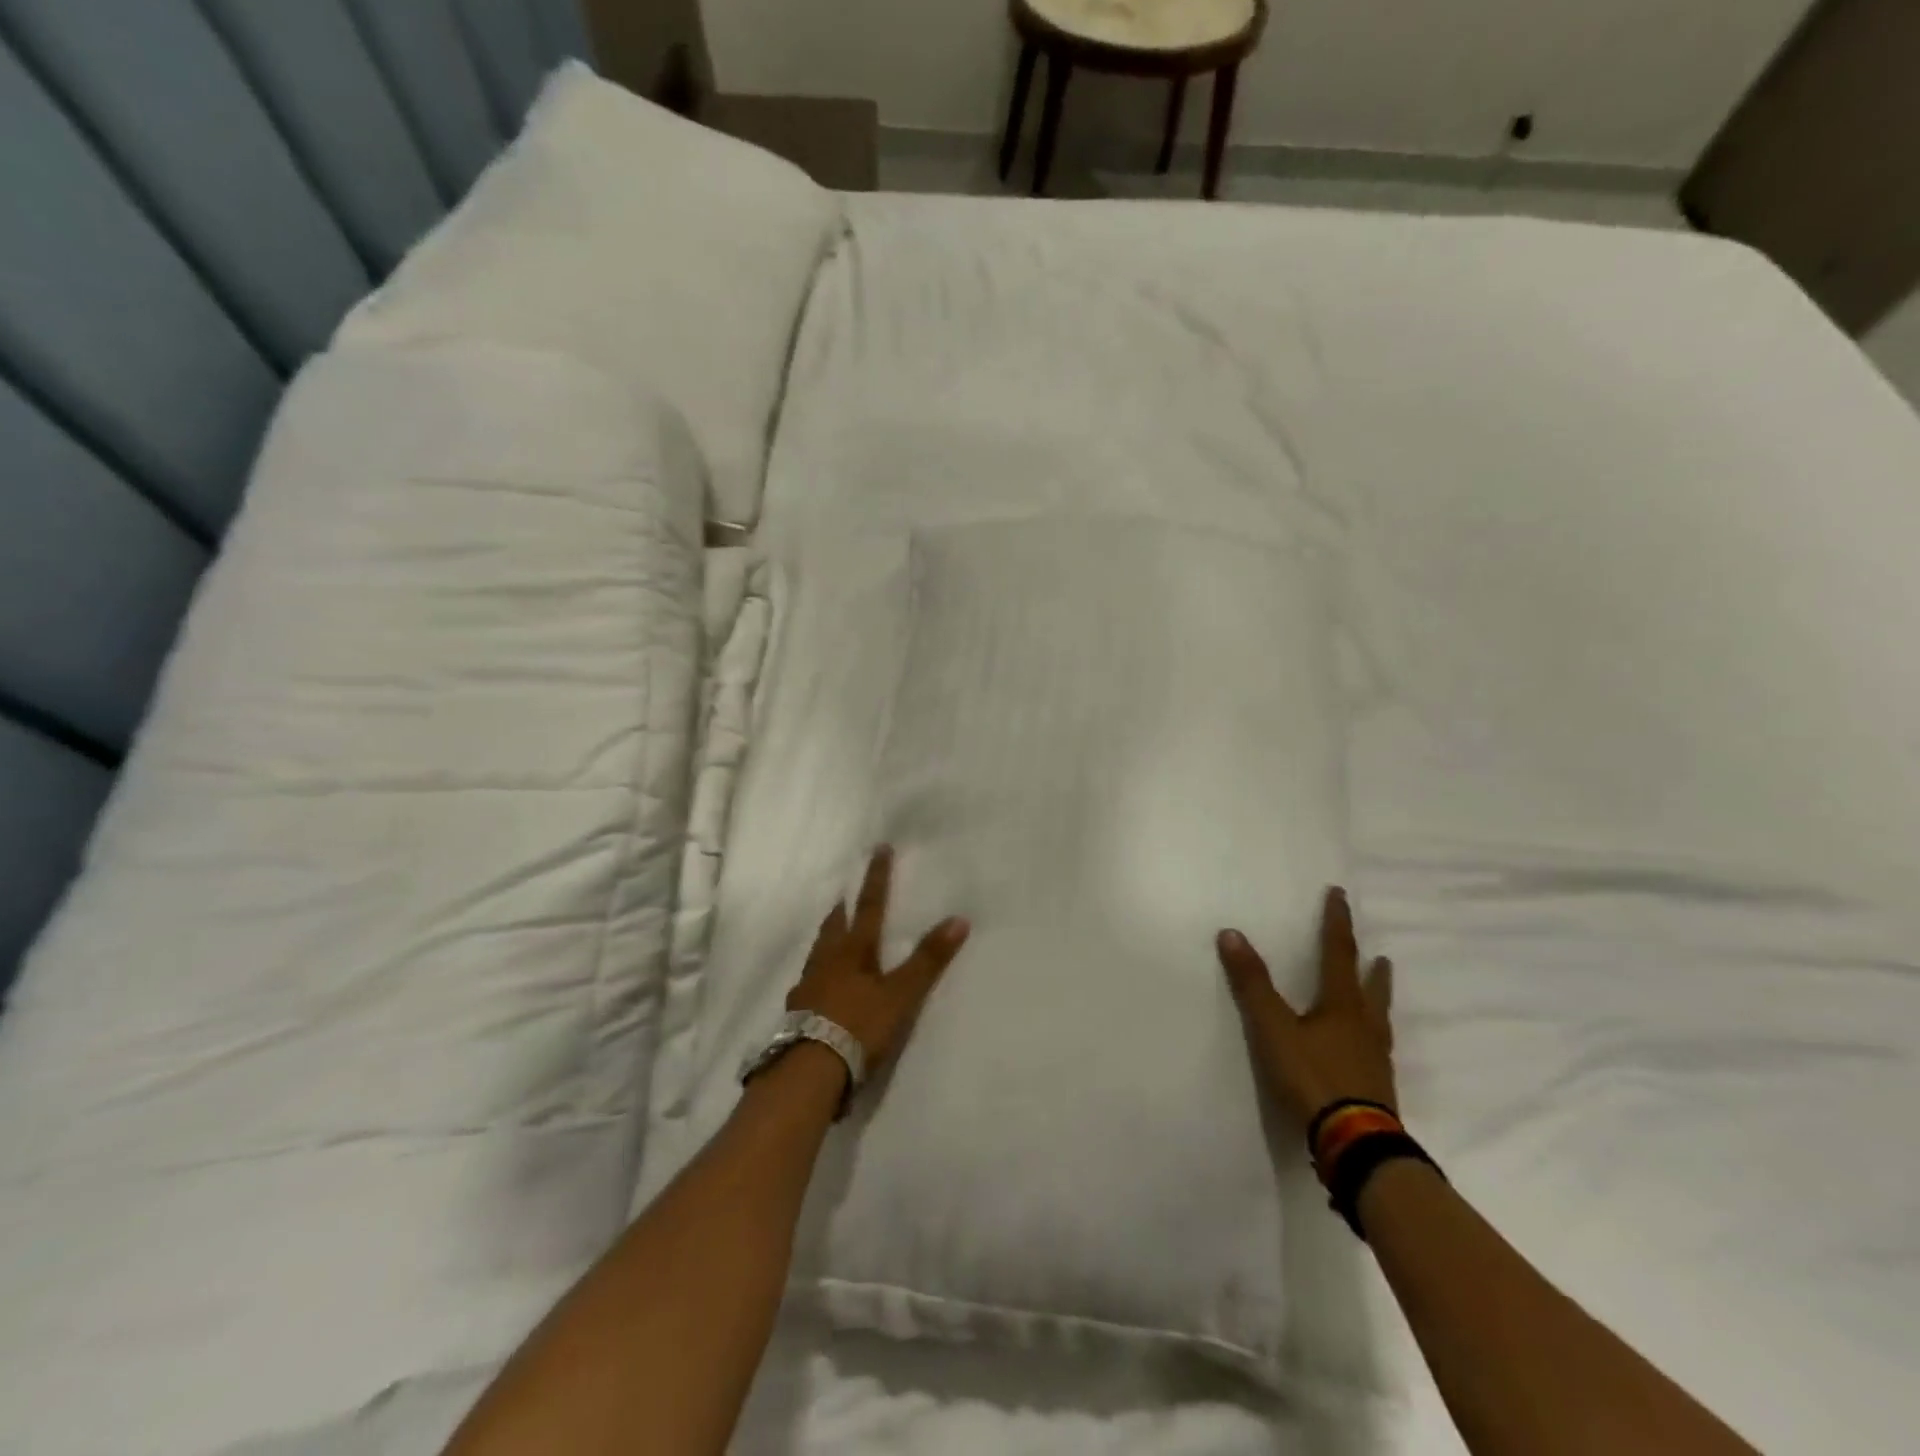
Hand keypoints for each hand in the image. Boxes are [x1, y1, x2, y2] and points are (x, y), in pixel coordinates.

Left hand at [787, 846, 970, 1069]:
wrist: (810, 1070)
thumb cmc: (859, 1026)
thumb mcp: (901, 995)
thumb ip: (928, 960)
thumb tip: (959, 919)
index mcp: (853, 951)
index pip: (870, 906)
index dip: (877, 878)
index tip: (879, 850)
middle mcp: (827, 962)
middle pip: (835, 927)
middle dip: (843, 909)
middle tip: (843, 896)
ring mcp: (808, 987)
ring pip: (818, 953)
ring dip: (827, 939)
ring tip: (831, 935)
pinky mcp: (798, 1013)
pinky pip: (808, 983)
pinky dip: (816, 975)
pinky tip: (816, 986)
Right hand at [1218, 886, 1395, 1126]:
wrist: (1356, 1144)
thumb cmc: (1313, 1077)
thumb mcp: (1273, 1028)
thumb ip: (1252, 983)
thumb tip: (1231, 933)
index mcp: (1342, 1006)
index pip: (1339, 953)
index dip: (1337, 923)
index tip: (1340, 895)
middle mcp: (1364, 1026)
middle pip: (1370, 989)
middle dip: (1370, 968)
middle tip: (1380, 955)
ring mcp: (1375, 1059)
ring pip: (1379, 1019)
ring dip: (1378, 999)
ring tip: (1380, 990)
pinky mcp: (1377, 1088)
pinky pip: (1377, 1049)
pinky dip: (1373, 1035)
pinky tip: (1368, 1048)